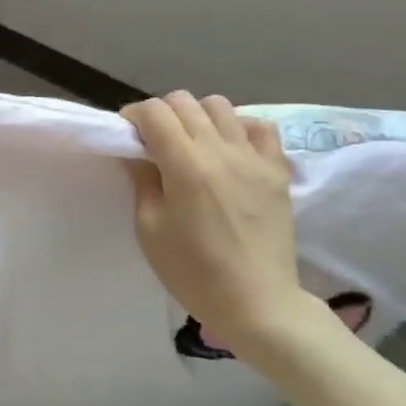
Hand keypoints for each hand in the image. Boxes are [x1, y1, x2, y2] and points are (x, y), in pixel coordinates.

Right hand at [122, 92, 327, 356]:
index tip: (128, 136)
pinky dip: (239, 128)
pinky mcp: (277, 169)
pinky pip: (259, 126)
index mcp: (185, 164)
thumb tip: (137, 151)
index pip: (154, 111)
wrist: (258, 304)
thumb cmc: (194, 272)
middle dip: (162, 114)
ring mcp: (253, 156)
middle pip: (183, 101)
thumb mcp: (150, 229)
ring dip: (198, 116)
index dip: (134, 116)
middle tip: (156, 143)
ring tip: (193, 144)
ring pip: (219, 105)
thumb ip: (142, 180)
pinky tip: (230, 149)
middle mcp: (220, 149)